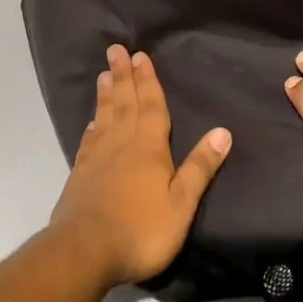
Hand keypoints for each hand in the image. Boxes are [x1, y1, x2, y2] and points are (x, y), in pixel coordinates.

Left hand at [48, 44, 231, 285]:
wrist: (84, 251)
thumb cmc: (140, 231)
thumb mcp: (181, 204)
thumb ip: (199, 168)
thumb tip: (223, 131)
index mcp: (149, 149)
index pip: (152, 108)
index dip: (148, 81)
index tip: (141, 56)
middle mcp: (122, 146)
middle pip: (125, 104)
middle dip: (123, 76)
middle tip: (116, 50)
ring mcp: (97, 159)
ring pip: (105, 118)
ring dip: (107, 95)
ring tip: (105, 74)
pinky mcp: (80, 176)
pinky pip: (89, 141)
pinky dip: (93, 126)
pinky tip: (92, 122)